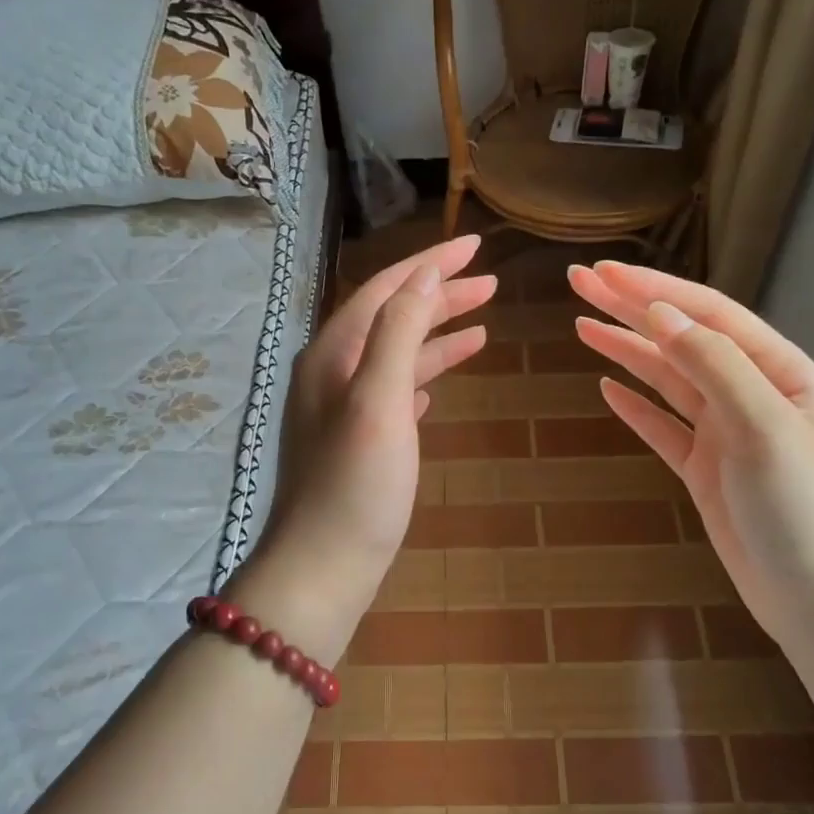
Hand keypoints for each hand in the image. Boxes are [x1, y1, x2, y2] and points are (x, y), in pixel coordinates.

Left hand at [236, 235, 494, 652]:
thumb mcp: (378, 399)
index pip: (387, 289)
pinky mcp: (357, 442)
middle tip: (492, 283)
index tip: (477, 246)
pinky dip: (422, 378)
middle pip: (393, 317)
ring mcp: (342, 409)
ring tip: (483, 326)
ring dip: (437, 336)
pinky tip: (440, 385)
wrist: (321, 568)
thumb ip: (399, 332)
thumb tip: (423, 275)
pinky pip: (394, 392)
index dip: (432, 264)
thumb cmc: (354, 484)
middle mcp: (332, 372)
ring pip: (397, 356)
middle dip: (440, 296)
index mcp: (334, 353)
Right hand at [569, 261, 813, 635]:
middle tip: (578, 282)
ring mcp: (726, 434)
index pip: (706, 314)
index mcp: (778, 371)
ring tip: (581, 326)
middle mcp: (750, 393)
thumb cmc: (809, 508)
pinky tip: (607, 389)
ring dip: (625, 351)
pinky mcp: (706, 472)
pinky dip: (635, 407)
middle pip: (680, 339)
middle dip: (630, 308)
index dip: (652, 289)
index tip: (601, 273)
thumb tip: (660, 313)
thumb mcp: (765, 425)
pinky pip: (663, 428)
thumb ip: (713, 365)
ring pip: (667, 380)